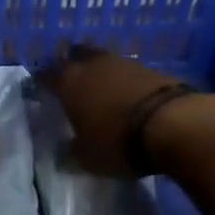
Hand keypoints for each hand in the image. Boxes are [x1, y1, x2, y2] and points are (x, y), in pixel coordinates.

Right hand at [41, 44, 211, 176]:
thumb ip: (71, 152)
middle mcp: (92, 65)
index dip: (42, 81)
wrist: (174, 123)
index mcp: (69, 82)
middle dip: (71, 64)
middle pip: (75, 55)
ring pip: (102, 59)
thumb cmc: (118, 141)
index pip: (47, 75)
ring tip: (99, 86)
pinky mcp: (151, 68)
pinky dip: (123, 79)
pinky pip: (127, 70)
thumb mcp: (88, 158)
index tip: (40, 88)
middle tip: (70, 78)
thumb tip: (63, 151)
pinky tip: (126, 93)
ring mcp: (123, 63)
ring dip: (99, 70)